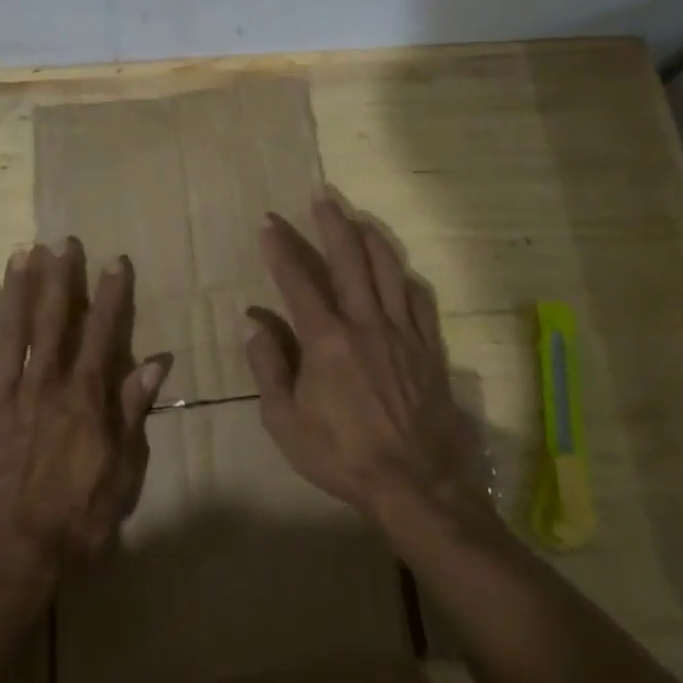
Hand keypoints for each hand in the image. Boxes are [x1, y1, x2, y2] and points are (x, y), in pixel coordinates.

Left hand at [0, 241, 170, 608]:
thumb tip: (156, 362)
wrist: (1, 567)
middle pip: (50, 322)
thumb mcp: (119, 474)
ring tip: (17, 255)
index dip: (110, 295)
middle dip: (58, 279)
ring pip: (7, 334)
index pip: (101, 334)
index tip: (114, 260)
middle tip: (60, 242)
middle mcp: (42, 386)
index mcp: (82, 399)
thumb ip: (132, 413)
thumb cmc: (71, 526)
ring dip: (12, 292)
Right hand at [246, 194, 489, 529]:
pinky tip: (399, 270)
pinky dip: (405, 278)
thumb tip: (253, 324)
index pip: (299, 280)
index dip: (282, 249)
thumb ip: (269, 368)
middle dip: (331, 223)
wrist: (416, 486)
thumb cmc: (342, 456)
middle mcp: (365, 323)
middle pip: (348, 259)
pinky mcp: (429, 348)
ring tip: (358, 218)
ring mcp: (402, 332)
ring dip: (370, 238)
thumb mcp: (286, 423)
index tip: (269, 225)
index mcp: (326, 339)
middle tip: (321, 196)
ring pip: (388, 269)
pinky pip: (420, 300)